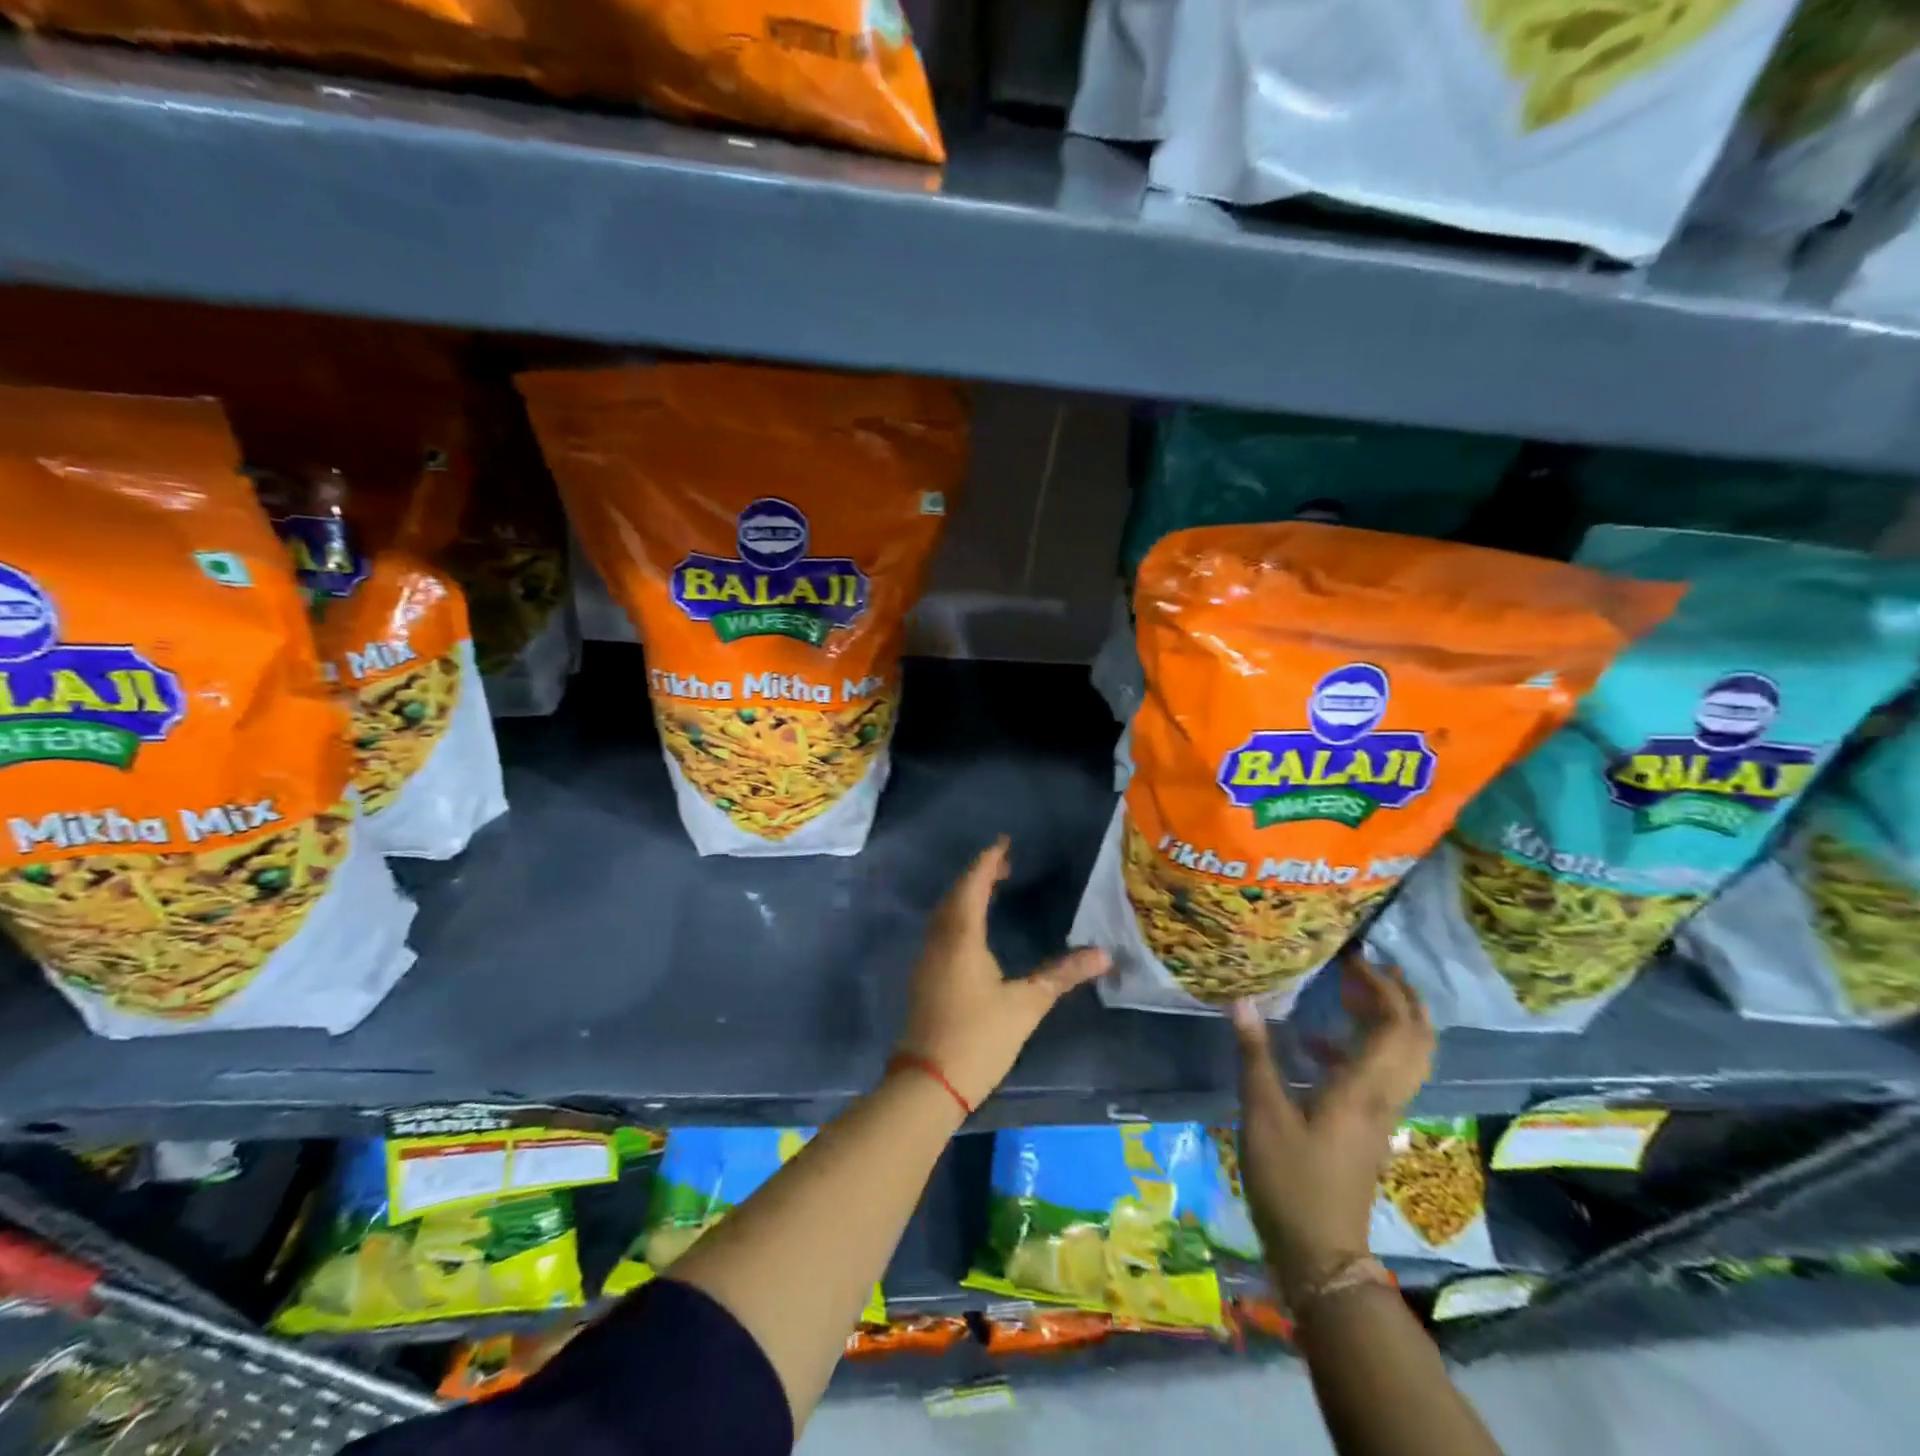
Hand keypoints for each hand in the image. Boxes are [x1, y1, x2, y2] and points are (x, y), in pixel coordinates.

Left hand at [896, 836, 1110, 1110]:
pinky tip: (972, 928)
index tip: (1004, 843)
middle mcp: (939, 939)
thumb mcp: (1026, 1005)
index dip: (988, 861)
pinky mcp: (923, 976)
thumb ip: (1062, 975)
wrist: (928, 1083)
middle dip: (978, 874)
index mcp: (961, 936)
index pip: (973, 884)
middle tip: (1004, 864)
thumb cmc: (979, 1038)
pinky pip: (940, 929)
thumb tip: (1103, 954)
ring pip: (944, 912)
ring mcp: (927, 958)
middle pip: (955, 894)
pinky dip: (957, 915)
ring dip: (965, 894)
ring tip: (991, 888)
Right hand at [1232, 952, 1433, 1298]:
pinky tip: (1314, 1044)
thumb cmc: (1290, 1179)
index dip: (1382, 986)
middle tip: (1369, 966)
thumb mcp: (1263, 1112)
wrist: (1320, 1252)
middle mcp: (1383, 1096)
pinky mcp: (1367, 1128)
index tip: (1354, 956)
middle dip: (1401, 997)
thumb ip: (1255, 1054)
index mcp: (1363, 1087)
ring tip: (1350, 990)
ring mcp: (1380, 1115)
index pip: (1394, 1025)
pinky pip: (1380, 1075)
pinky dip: (1361, 1048)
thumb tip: (1242, 1000)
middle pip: (1416, 1039)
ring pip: (1404, 1057)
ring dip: (1388, 1019)